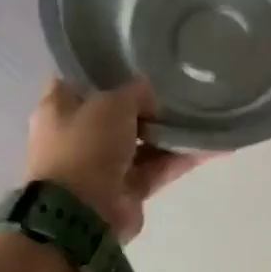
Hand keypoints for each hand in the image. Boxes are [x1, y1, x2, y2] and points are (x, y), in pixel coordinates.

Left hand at [25, 79, 202, 241]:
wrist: (83, 214)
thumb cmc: (86, 146)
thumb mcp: (111, 104)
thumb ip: (134, 92)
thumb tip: (151, 95)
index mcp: (58, 108)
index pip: (80, 79)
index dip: (105, 68)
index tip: (135, 57)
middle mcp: (78, 135)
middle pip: (115, 112)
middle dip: (145, 103)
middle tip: (177, 87)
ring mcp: (103, 165)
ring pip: (141, 142)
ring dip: (168, 132)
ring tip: (202, 114)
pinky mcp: (127, 189)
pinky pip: (158, 168)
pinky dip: (181, 159)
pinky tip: (212, 146)